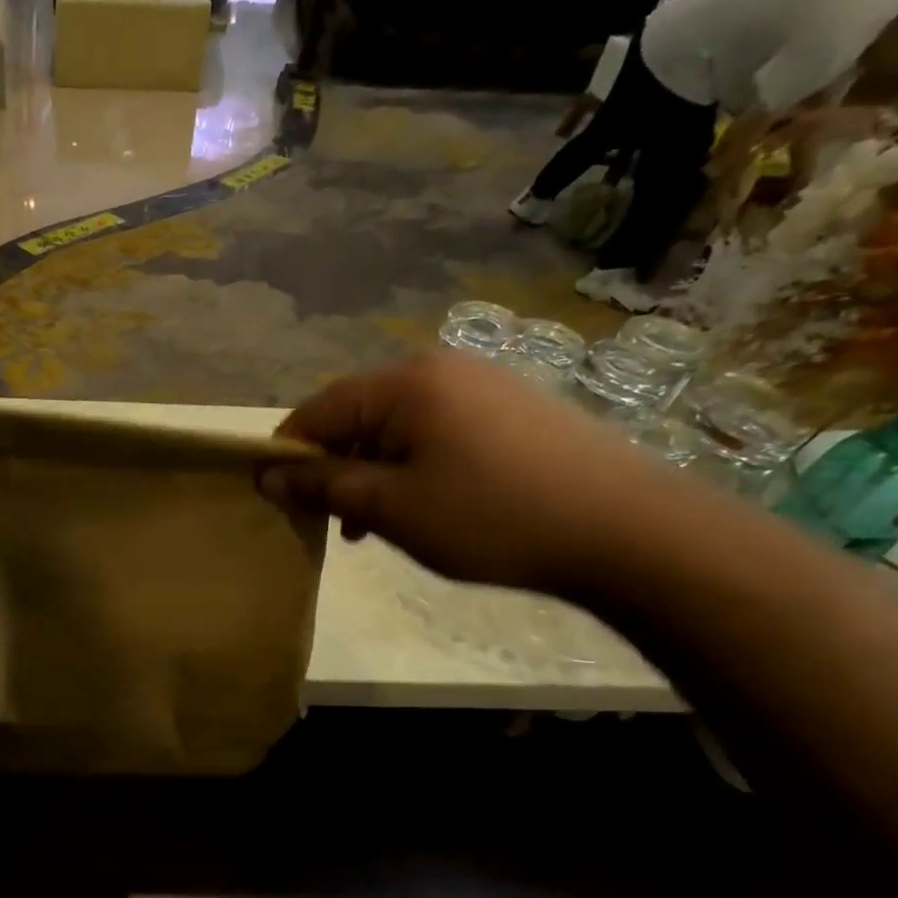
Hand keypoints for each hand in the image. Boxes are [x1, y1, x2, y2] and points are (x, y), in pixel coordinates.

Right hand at [259, 354, 685, 597]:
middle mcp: (440, 367)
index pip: (317, 409)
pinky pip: (438, 429)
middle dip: (335, 466)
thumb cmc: (492, 517)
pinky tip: (428, 503)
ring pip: (397, 424)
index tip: (278, 499)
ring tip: (379, 523)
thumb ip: (323, 486)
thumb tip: (267, 475)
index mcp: (404, 382)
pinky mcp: (513, 405)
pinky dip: (415, 463)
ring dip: (374, 469)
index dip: (288, 453)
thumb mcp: (392, 508)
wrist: (630, 531)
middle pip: (357, 414)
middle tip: (336, 521)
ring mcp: (482, 382)